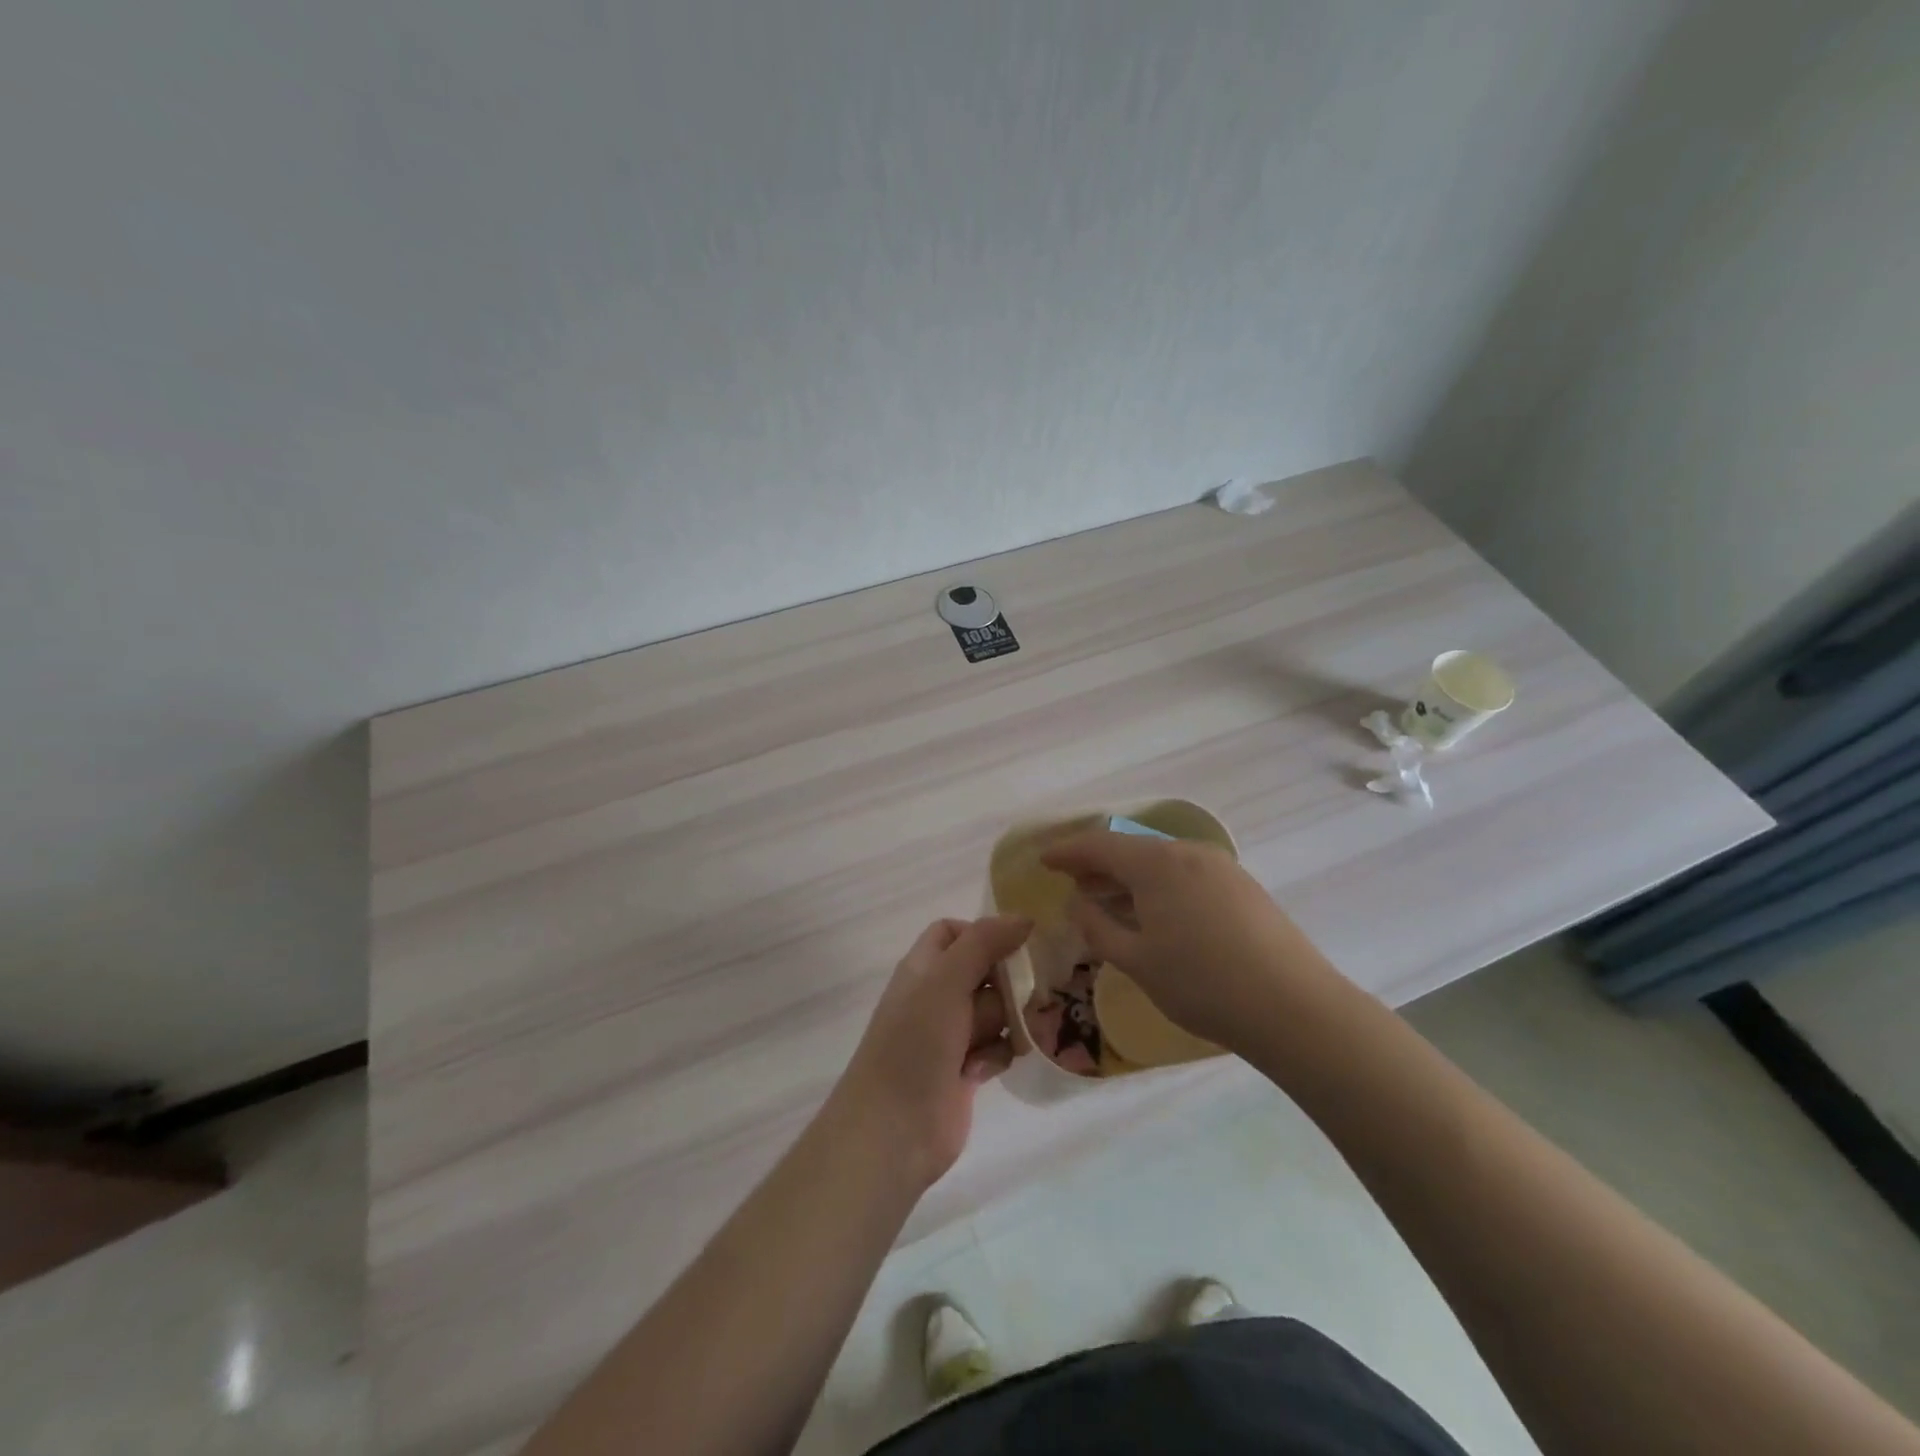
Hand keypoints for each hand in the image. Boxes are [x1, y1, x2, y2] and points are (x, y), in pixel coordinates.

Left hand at [833, 916, 1031, 1190]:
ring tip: (1009, 1037)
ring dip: (1007, 1023)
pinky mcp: (966, 1069)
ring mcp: (951, 1034)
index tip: (1015, 947)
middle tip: (1027, 995)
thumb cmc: (915, 1043)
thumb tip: (1024, 917)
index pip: (955, 931)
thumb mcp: (946, 981)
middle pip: (986, 971)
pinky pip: (997, 1047)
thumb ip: (984, 943)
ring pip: (998, 1011)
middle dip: (1008, 984)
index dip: (984, 934)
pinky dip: (996, 1055)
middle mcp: (937, 995)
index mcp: (924, 967)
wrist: (893, 1129)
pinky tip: (982, 1071)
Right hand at [1039, 831, 1340, 1052]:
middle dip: (1098, 864)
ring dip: (1130, 876)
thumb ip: (1098, 927)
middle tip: (1073, 883)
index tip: (1044, 860)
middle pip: (1131, 849)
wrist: (1295, 1008)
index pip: (1099, 845)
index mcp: (1156, 863)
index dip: (1067, 851)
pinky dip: (1159, 885)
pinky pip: (1186, 873)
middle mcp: (1187, 852)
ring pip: (1161, 861)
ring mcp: (1220, 867)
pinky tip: (1155, 912)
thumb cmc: (1203, 985)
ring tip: (1109, 899)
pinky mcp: (1243, 886)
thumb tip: (1077, 903)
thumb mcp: (1137, 961)